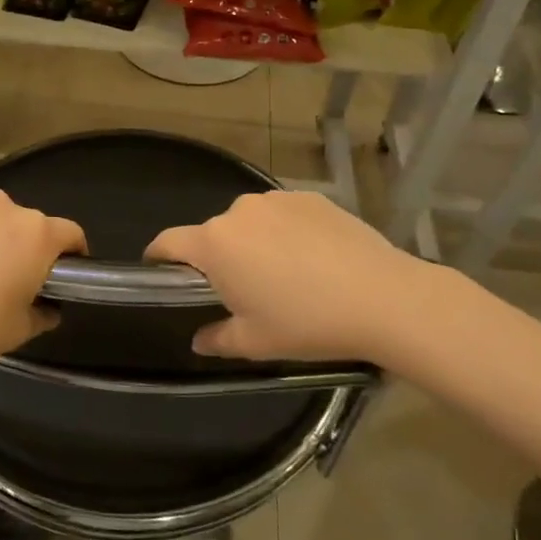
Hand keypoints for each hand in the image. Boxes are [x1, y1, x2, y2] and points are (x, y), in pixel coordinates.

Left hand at [0, 186, 85, 383]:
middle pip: (23, 221)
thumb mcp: (19, 331)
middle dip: (19, 243)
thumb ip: (44, 313)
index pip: (70, 233)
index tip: (60, 269)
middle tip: (0, 275)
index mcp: (36, 234)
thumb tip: (48, 306)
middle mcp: (3, 204)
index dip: (71, 252)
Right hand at [146, 191, 432, 362]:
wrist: (383, 298)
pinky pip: (282, 215)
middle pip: (213, 233)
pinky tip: (312, 259)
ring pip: (249, 222)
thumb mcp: (255, 342)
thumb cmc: (306, 323)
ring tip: (283, 274)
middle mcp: (239, 211)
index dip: (157, 256)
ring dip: (252, 242)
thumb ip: (217, 339)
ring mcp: (277, 200)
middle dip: (217, 258)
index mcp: (215, 244)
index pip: (168, 241)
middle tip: (240, 290)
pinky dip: (285, 232)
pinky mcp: (311, 197)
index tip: (159, 271)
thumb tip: (199, 340)